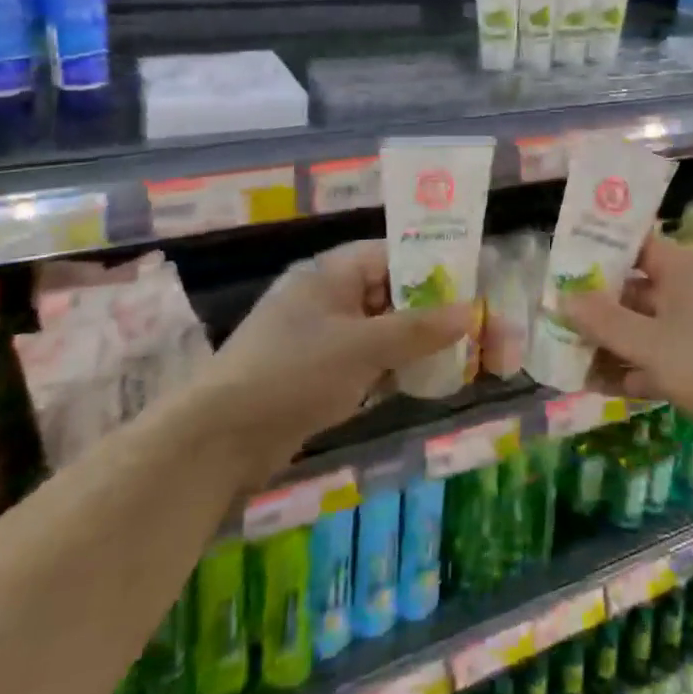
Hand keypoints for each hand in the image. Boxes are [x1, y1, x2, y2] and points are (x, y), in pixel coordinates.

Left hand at [211, 240, 475, 456]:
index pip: (393, 254)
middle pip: (390, 293)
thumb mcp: (363, 346)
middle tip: (472, 327)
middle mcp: (327, 297)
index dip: (433, 266)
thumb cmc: (294, 372)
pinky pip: (366, 359)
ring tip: (459, 356)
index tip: (471, 284)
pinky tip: (422, 382)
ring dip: (415, 342)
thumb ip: (419, 329)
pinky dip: (392, 367)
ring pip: (381, 329)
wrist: (220, 439)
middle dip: (430, 310)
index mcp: (332, 273)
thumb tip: (470, 311)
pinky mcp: (317, 373)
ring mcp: (321, 336)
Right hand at [565, 234, 692, 462]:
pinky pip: (653, 362)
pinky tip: (595, 385)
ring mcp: (692, 332)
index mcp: (679, 270)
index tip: (562, 264)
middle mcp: (684, 293)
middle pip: (631, 292)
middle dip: (594, 307)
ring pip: (639, 331)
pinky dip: (629, 371)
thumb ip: (605, 322)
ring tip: (564, 357)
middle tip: (552, 318)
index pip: (632, 246)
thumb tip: (563, 297)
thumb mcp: (651, 342)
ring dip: (607, 344)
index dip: (598, 251)